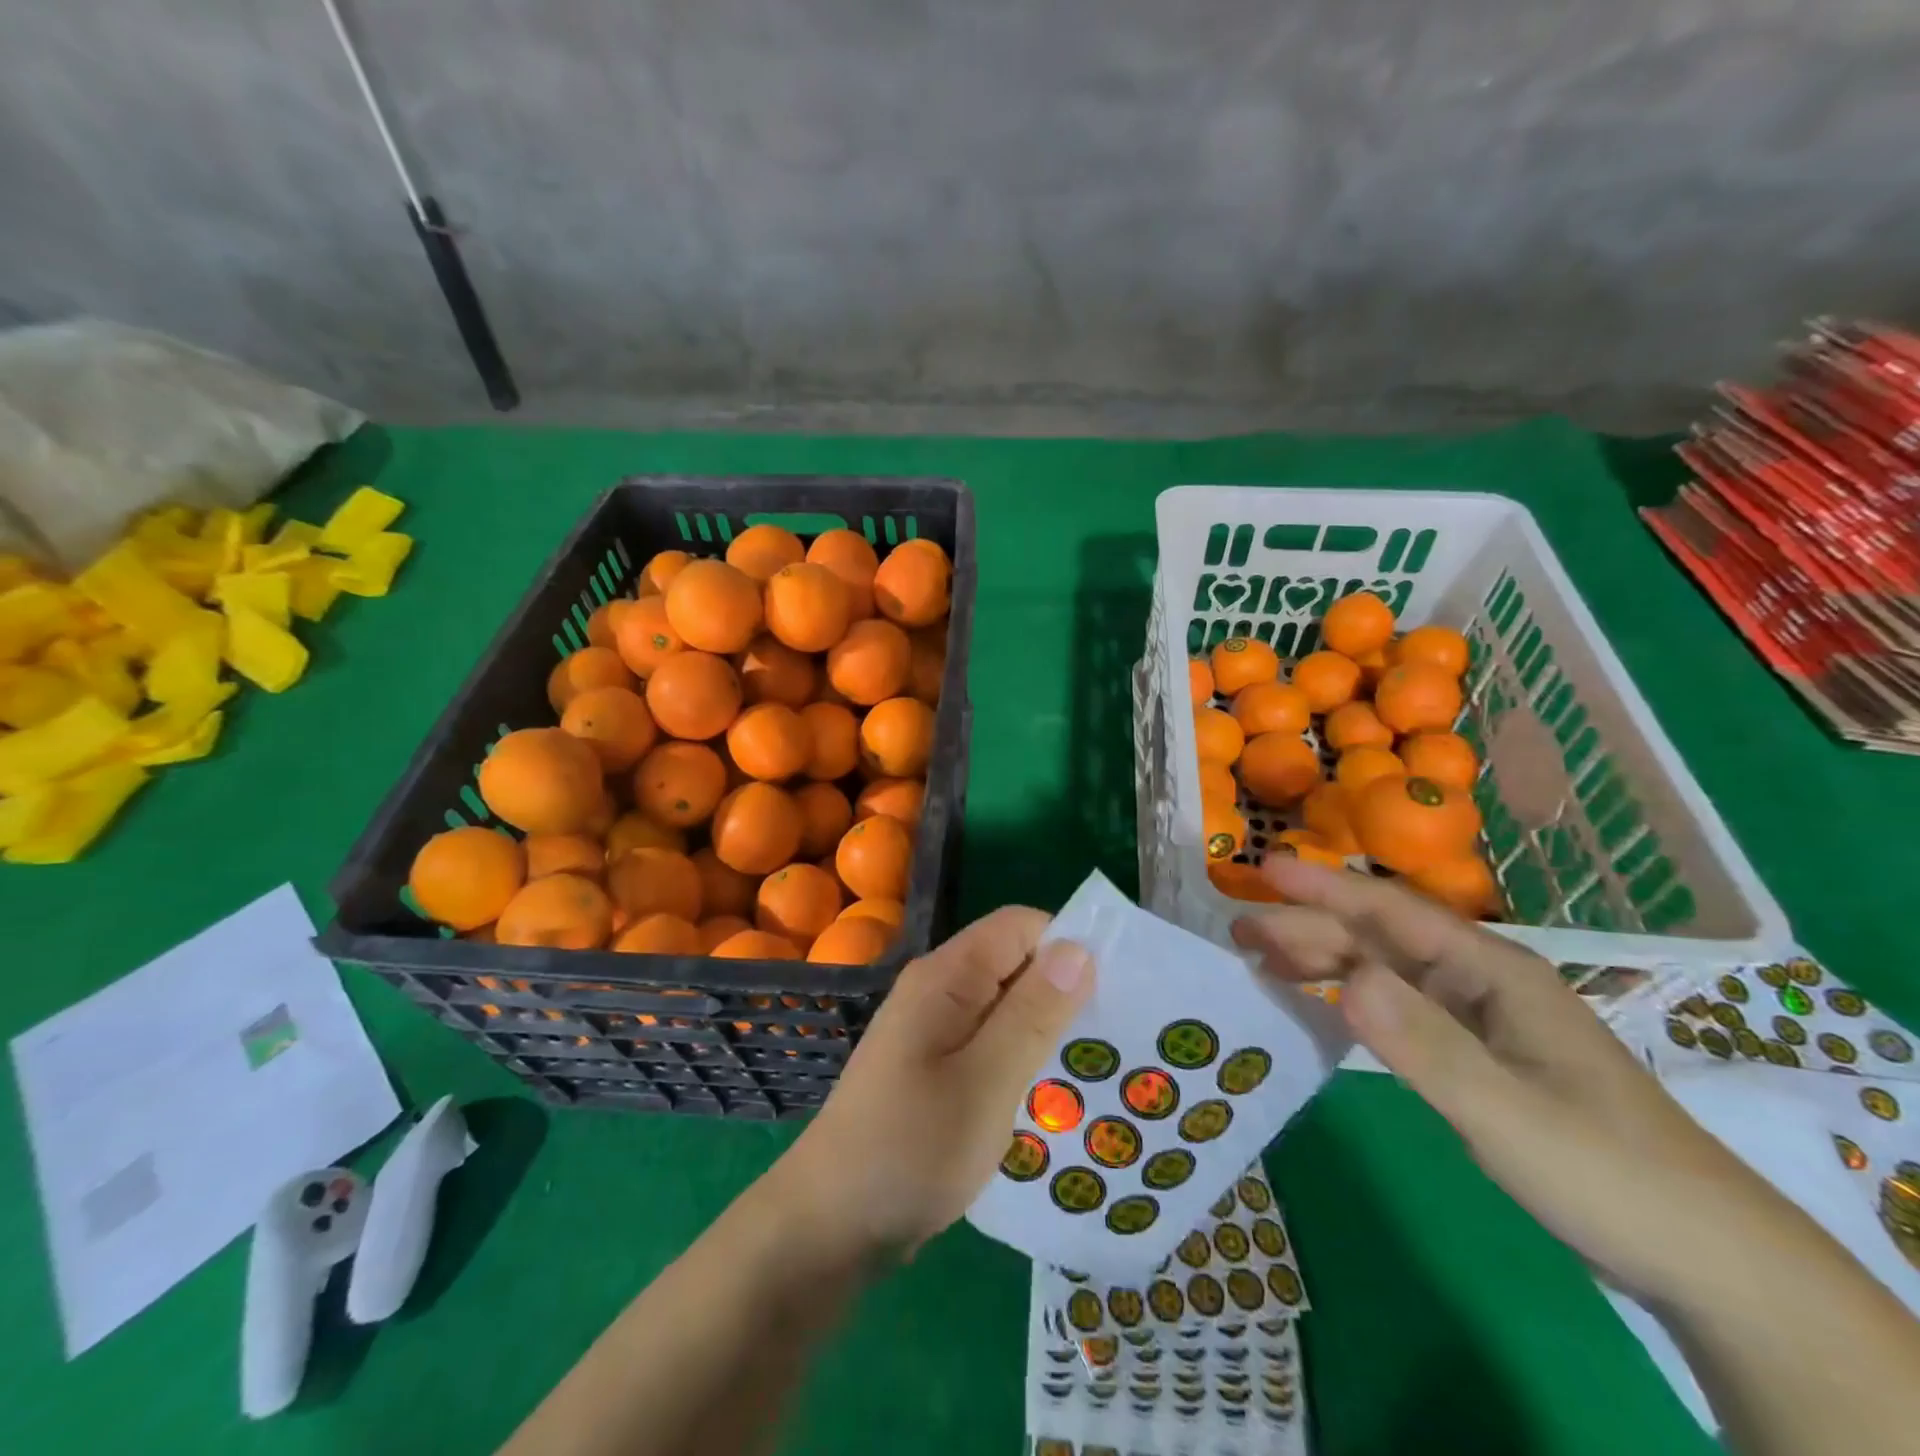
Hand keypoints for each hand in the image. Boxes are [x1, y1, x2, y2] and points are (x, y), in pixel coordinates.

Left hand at [772, 908, 1093, 1261]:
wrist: (830, 1226)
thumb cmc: (910, 1149)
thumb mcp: (985, 1083)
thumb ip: (1032, 1014)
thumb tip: (1079, 947)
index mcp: (947, 977)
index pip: (1019, 926)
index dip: (1067, 946)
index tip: (1115, 992)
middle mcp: (939, 990)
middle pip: (1015, 963)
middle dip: (1064, 992)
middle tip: (1116, 1040)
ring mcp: (934, 1030)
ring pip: (1006, 1007)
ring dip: (1047, 1031)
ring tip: (1096, 1070)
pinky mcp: (934, 1068)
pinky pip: (990, 1043)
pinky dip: (1023, 1059)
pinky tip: (1052, 1097)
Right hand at [1231, 858, 1789, 1301]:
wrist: (1706, 1258)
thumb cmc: (1607, 1172)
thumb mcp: (1509, 1112)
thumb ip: (1425, 1043)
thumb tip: (1345, 977)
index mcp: (1491, 971)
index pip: (1390, 912)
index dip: (1323, 888)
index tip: (1262, 870)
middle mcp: (1478, 980)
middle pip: (1378, 938)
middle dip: (1307, 927)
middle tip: (1238, 932)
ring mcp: (1478, 1018)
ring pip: (1383, 970)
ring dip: (1323, 959)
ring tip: (1261, 961)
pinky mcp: (1475, 1053)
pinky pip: (1396, 1008)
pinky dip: (1350, 999)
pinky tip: (1321, 1005)